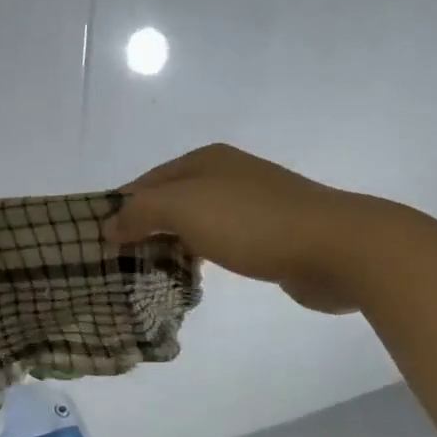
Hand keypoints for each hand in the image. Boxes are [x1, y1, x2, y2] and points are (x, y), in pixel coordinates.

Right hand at [102, 144, 370, 312]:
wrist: (338, 247)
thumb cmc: (253, 222)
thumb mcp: (184, 208)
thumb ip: (142, 213)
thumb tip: (109, 225)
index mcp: (205, 160)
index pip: (147, 181)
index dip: (121, 206)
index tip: (98, 239)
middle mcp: (227, 175)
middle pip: (171, 200)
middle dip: (145, 227)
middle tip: (118, 261)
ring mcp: (252, 204)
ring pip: (196, 223)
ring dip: (172, 244)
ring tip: (147, 273)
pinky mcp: (271, 236)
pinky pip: (221, 243)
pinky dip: (201, 256)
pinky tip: (192, 276)